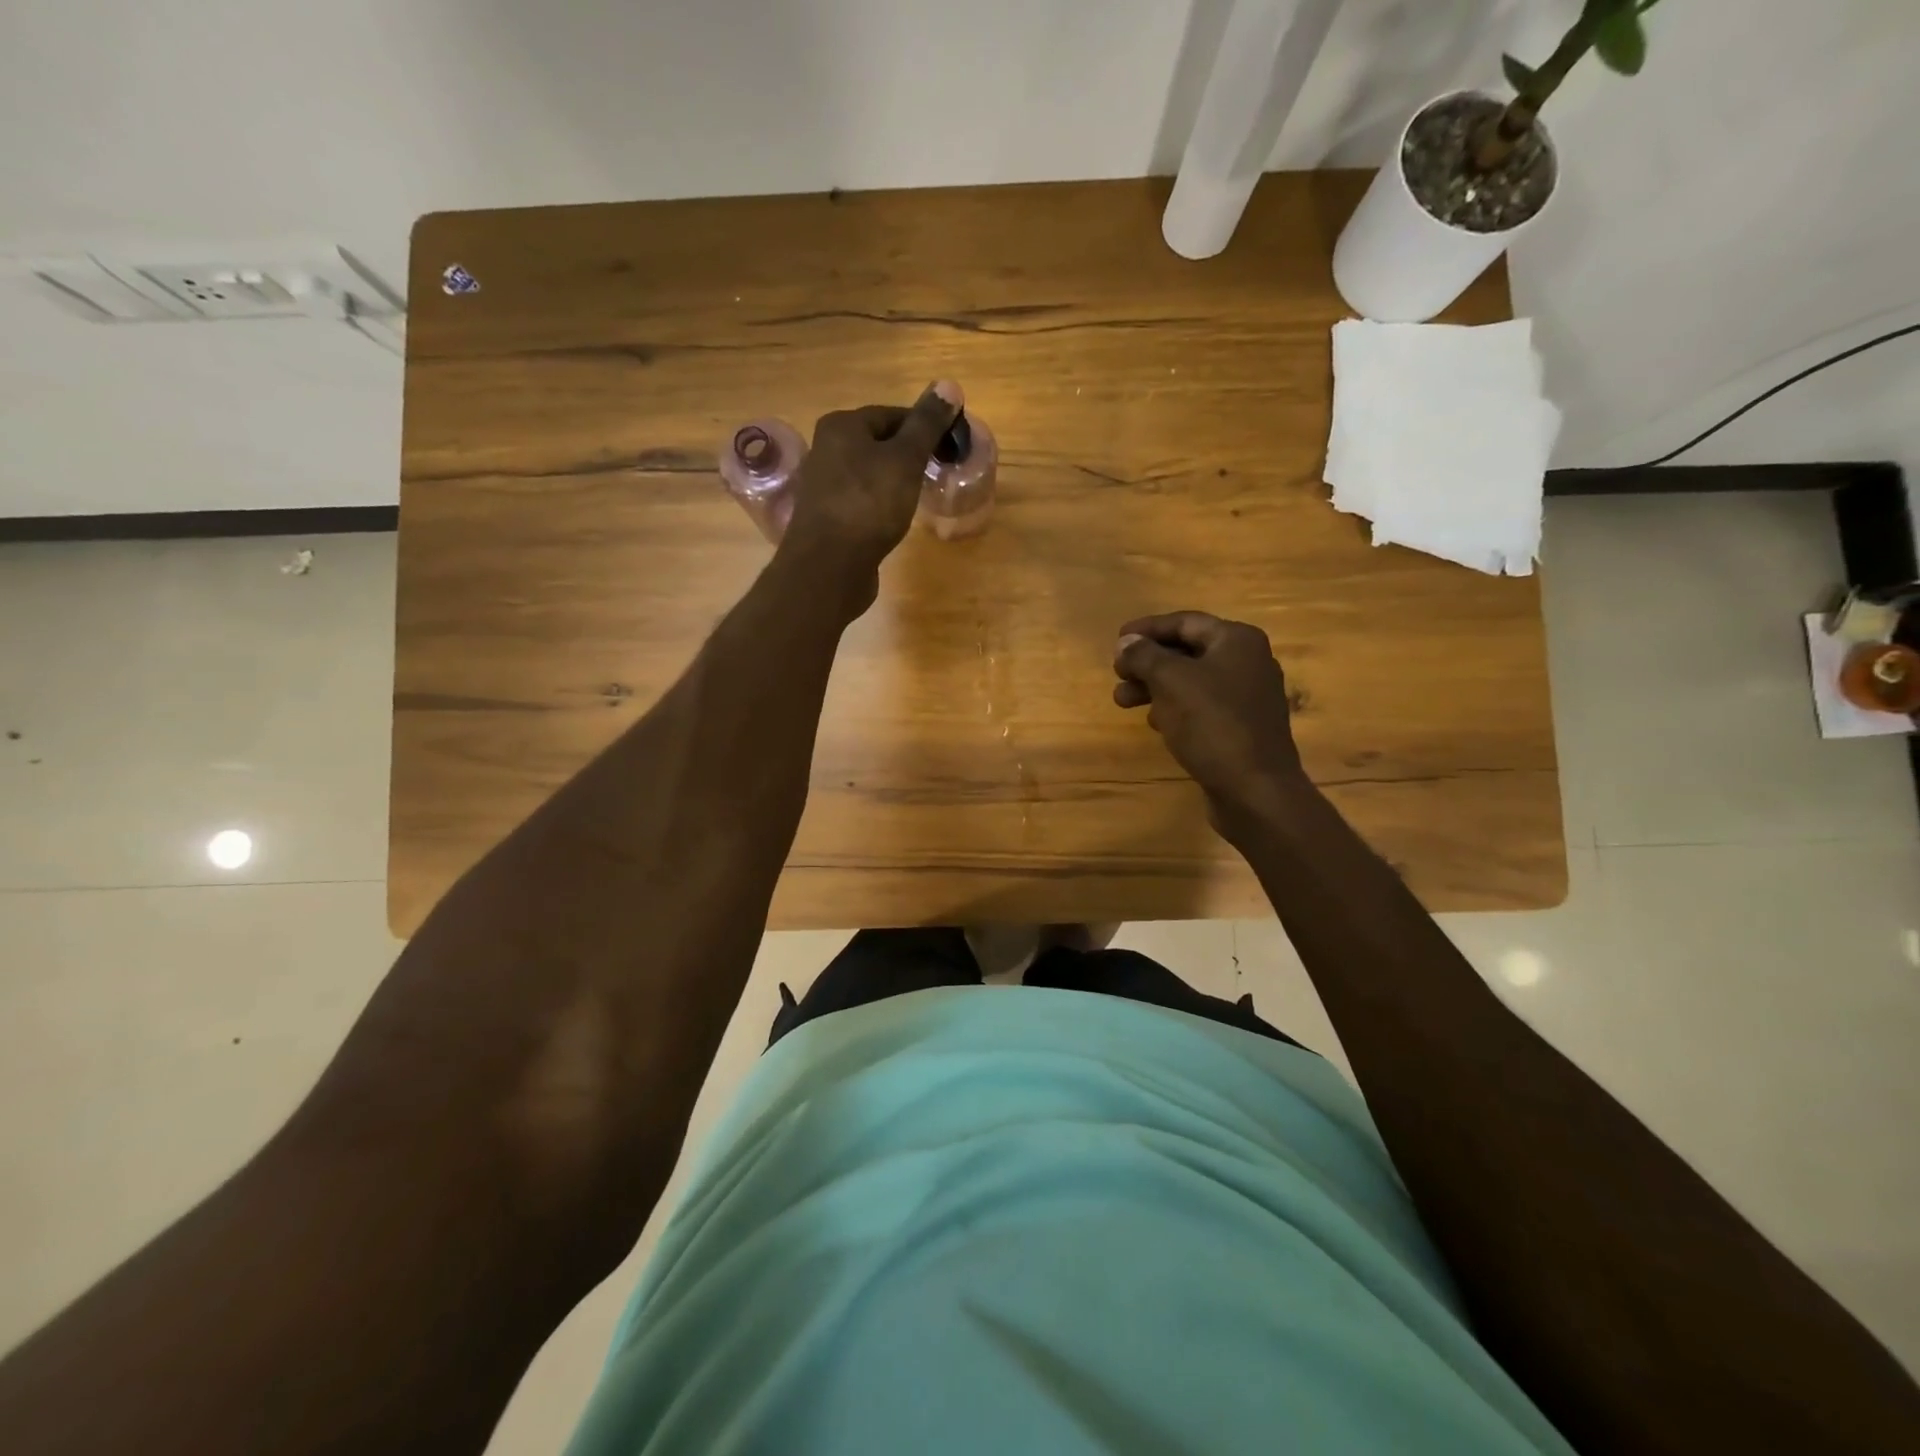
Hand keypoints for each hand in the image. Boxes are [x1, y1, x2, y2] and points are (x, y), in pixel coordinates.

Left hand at [782, 381, 962, 594]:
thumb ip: (927, 424)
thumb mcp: (905, 459)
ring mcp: (823, 486)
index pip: (891, 414)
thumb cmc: (869, 505)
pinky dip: (879, 505)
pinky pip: (860, 502)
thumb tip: (949, 384)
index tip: (948, 444)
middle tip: (936, 471)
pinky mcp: (827, 519)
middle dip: (907, 454)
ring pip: (868, 474)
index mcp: (841, 425)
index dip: (923, 426)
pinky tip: (893, 520)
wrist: (829, 566)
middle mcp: (825, 449)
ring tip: (918, 496)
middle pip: (877, 443)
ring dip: (893, 481)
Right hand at [1113, 611, 1307, 830]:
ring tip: (1122, 702)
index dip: (1148, 629)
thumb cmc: (1213, 724)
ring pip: (1191, 682)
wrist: (1255, 789)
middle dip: (1148, 662)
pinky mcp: (1241, 727)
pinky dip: (1174, 708)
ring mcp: (1247, 697)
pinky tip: (1154, 723)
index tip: (1117, 641)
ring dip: (1154, 688)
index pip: (1185, 622)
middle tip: (1117, 675)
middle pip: (1187, 651)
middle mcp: (1248, 662)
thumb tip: (1126, 642)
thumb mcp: (1171, 682)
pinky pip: (1201, 707)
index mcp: (1237, 641)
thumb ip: (1145, 656)